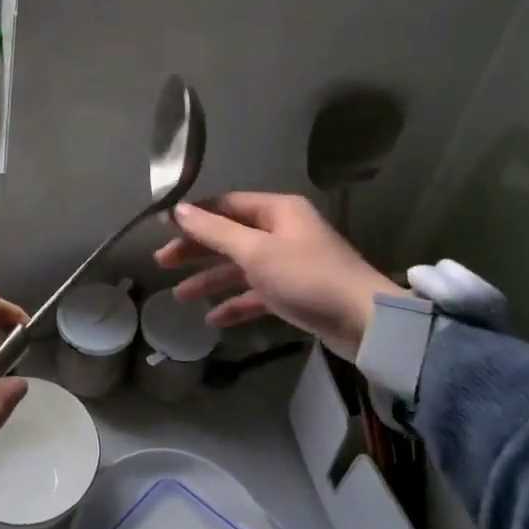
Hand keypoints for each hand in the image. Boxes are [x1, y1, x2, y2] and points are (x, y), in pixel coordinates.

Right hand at [154, 192, 405, 357]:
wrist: (365, 323)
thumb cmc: (307, 277)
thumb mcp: (255, 251)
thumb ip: (215, 231)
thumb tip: (179, 210)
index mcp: (277, 210)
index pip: (225, 205)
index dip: (194, 215)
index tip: (162, 227)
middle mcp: (283, 231)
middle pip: (230, 235)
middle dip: (197, 249)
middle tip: (162, 262)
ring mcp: (290, 263)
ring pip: (241, 266)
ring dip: (211, 279)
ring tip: (179, 296)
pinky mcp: (296, 293)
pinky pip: (258, 292)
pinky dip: (236, 302)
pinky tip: (214, 320)